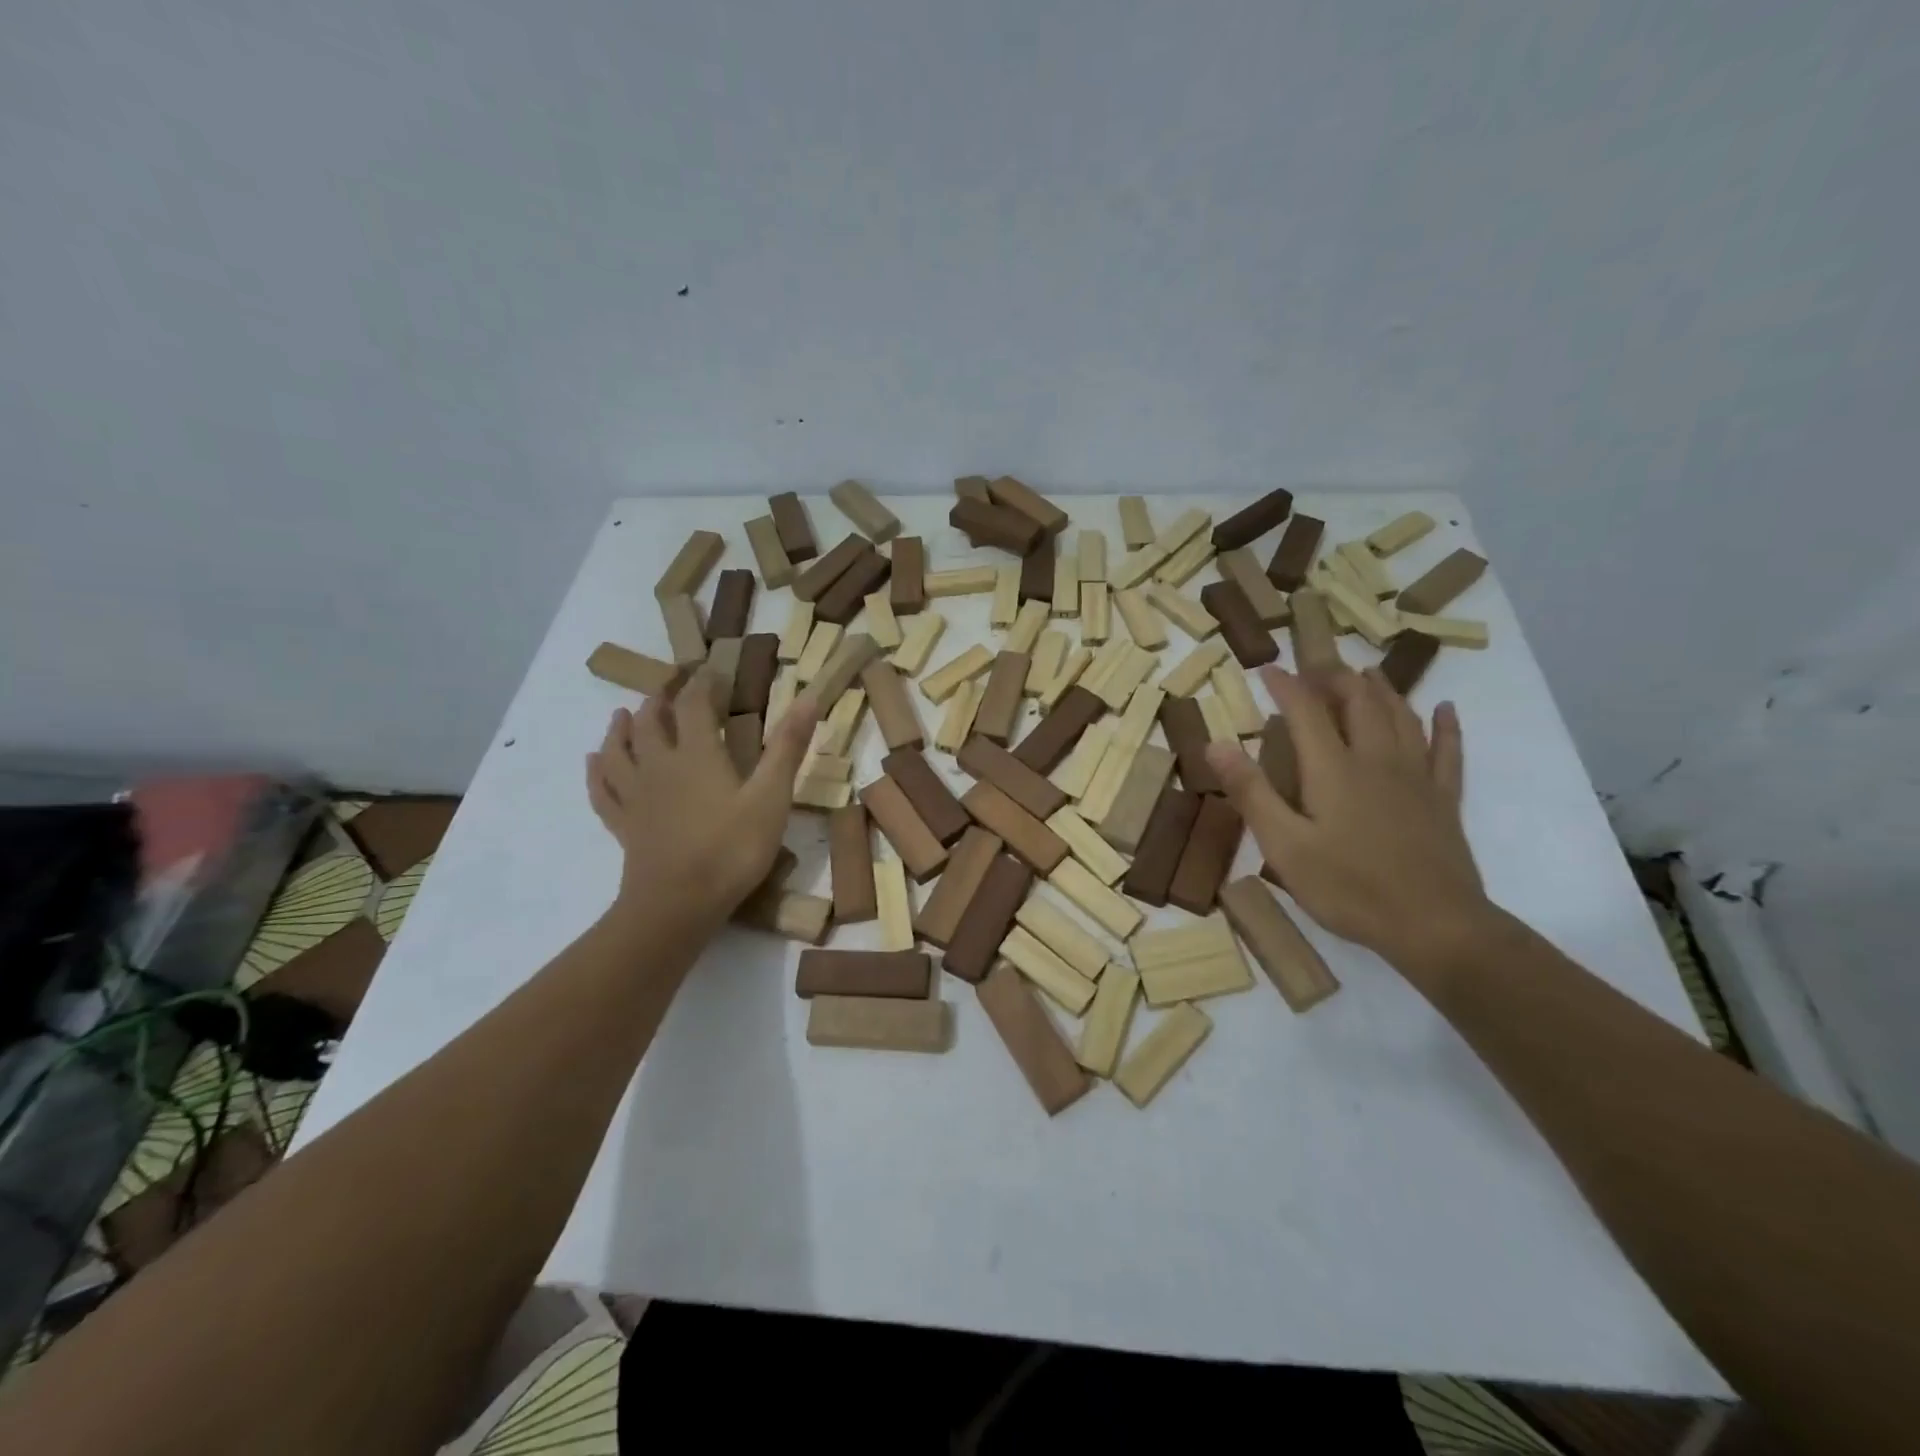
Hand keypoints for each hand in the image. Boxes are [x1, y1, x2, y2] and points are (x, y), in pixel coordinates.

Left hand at [586, 672, 816, 923]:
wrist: (678, 904)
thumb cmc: (732, 849)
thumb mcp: (771, 797)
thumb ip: (787, 747)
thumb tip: (808, 697)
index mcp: (697, 754)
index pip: (694, 705)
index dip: (703, 684)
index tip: (712, 671)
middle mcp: (659, 766)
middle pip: (650, 723)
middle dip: (660, 701)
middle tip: (668, 690)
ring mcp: (636, 796)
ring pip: (619, 751)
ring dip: (621, 729)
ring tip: (622, 714)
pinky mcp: (623, 825)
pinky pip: (603, 790)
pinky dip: (597, 771)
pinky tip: (593, 762)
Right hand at [1206, 666, 1490, 980]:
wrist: (1435, 926)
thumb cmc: (1349, 888)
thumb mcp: (1284, 845)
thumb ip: (1251, 792)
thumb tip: (1215, 743)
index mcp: (1333, 769)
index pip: (1306, 711)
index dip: (1287, 685)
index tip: (1267, 668)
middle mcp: (1376, 760)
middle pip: (1359, 702)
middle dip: (1335, 678)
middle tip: (1315, 667)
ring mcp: (1416, 777)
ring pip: (1401, 716)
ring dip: (1381, 689)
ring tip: (1365, 673)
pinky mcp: (1443, 800)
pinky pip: (1447, 750)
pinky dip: (1445, 725)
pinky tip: (1445, 709)